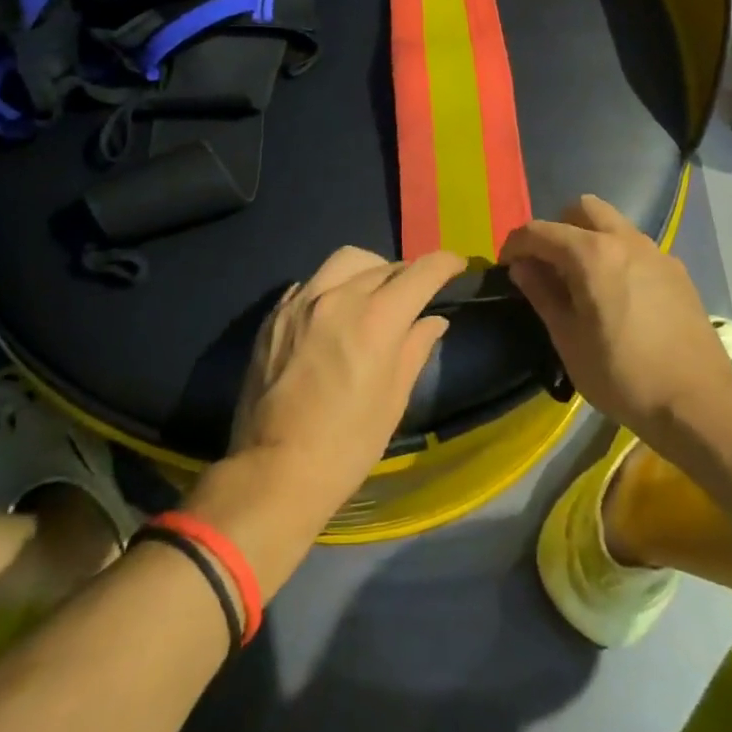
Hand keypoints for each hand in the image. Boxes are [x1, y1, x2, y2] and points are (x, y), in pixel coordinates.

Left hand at [227, 246, 463, 518]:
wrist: (275, 470)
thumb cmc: (347, 445)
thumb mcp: (393, 399)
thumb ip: (415, 348)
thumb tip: (433, 320)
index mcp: (376, 319)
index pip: (420, 273)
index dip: (444, 263)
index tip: (456, 265)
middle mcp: (339, 297)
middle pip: (383, 265)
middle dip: (406, 274)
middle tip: (414, 294)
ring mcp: (302, 301)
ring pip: (345, 261)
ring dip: (368, 270)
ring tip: (372, 294)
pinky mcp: (275, 313)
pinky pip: (312, 282)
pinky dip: (332, 287)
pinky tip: (333, 313)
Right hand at [502, 194, 731, 443]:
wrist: (699, 402)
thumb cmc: (622, 376)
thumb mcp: (568, 340)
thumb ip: (542, 294)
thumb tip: (522, 266)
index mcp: (591, 253)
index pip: (539, 231)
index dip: (516, 244)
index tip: (507, 266)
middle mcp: (623, 239)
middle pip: (582, 208)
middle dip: (558, 228)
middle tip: (549, 264)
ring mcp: (655, 252)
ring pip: (613, 224)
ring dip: (590, 238)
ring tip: (584, 280)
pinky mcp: (676, 270)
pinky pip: (637, 247)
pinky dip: (618, 255)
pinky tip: (620, 295)